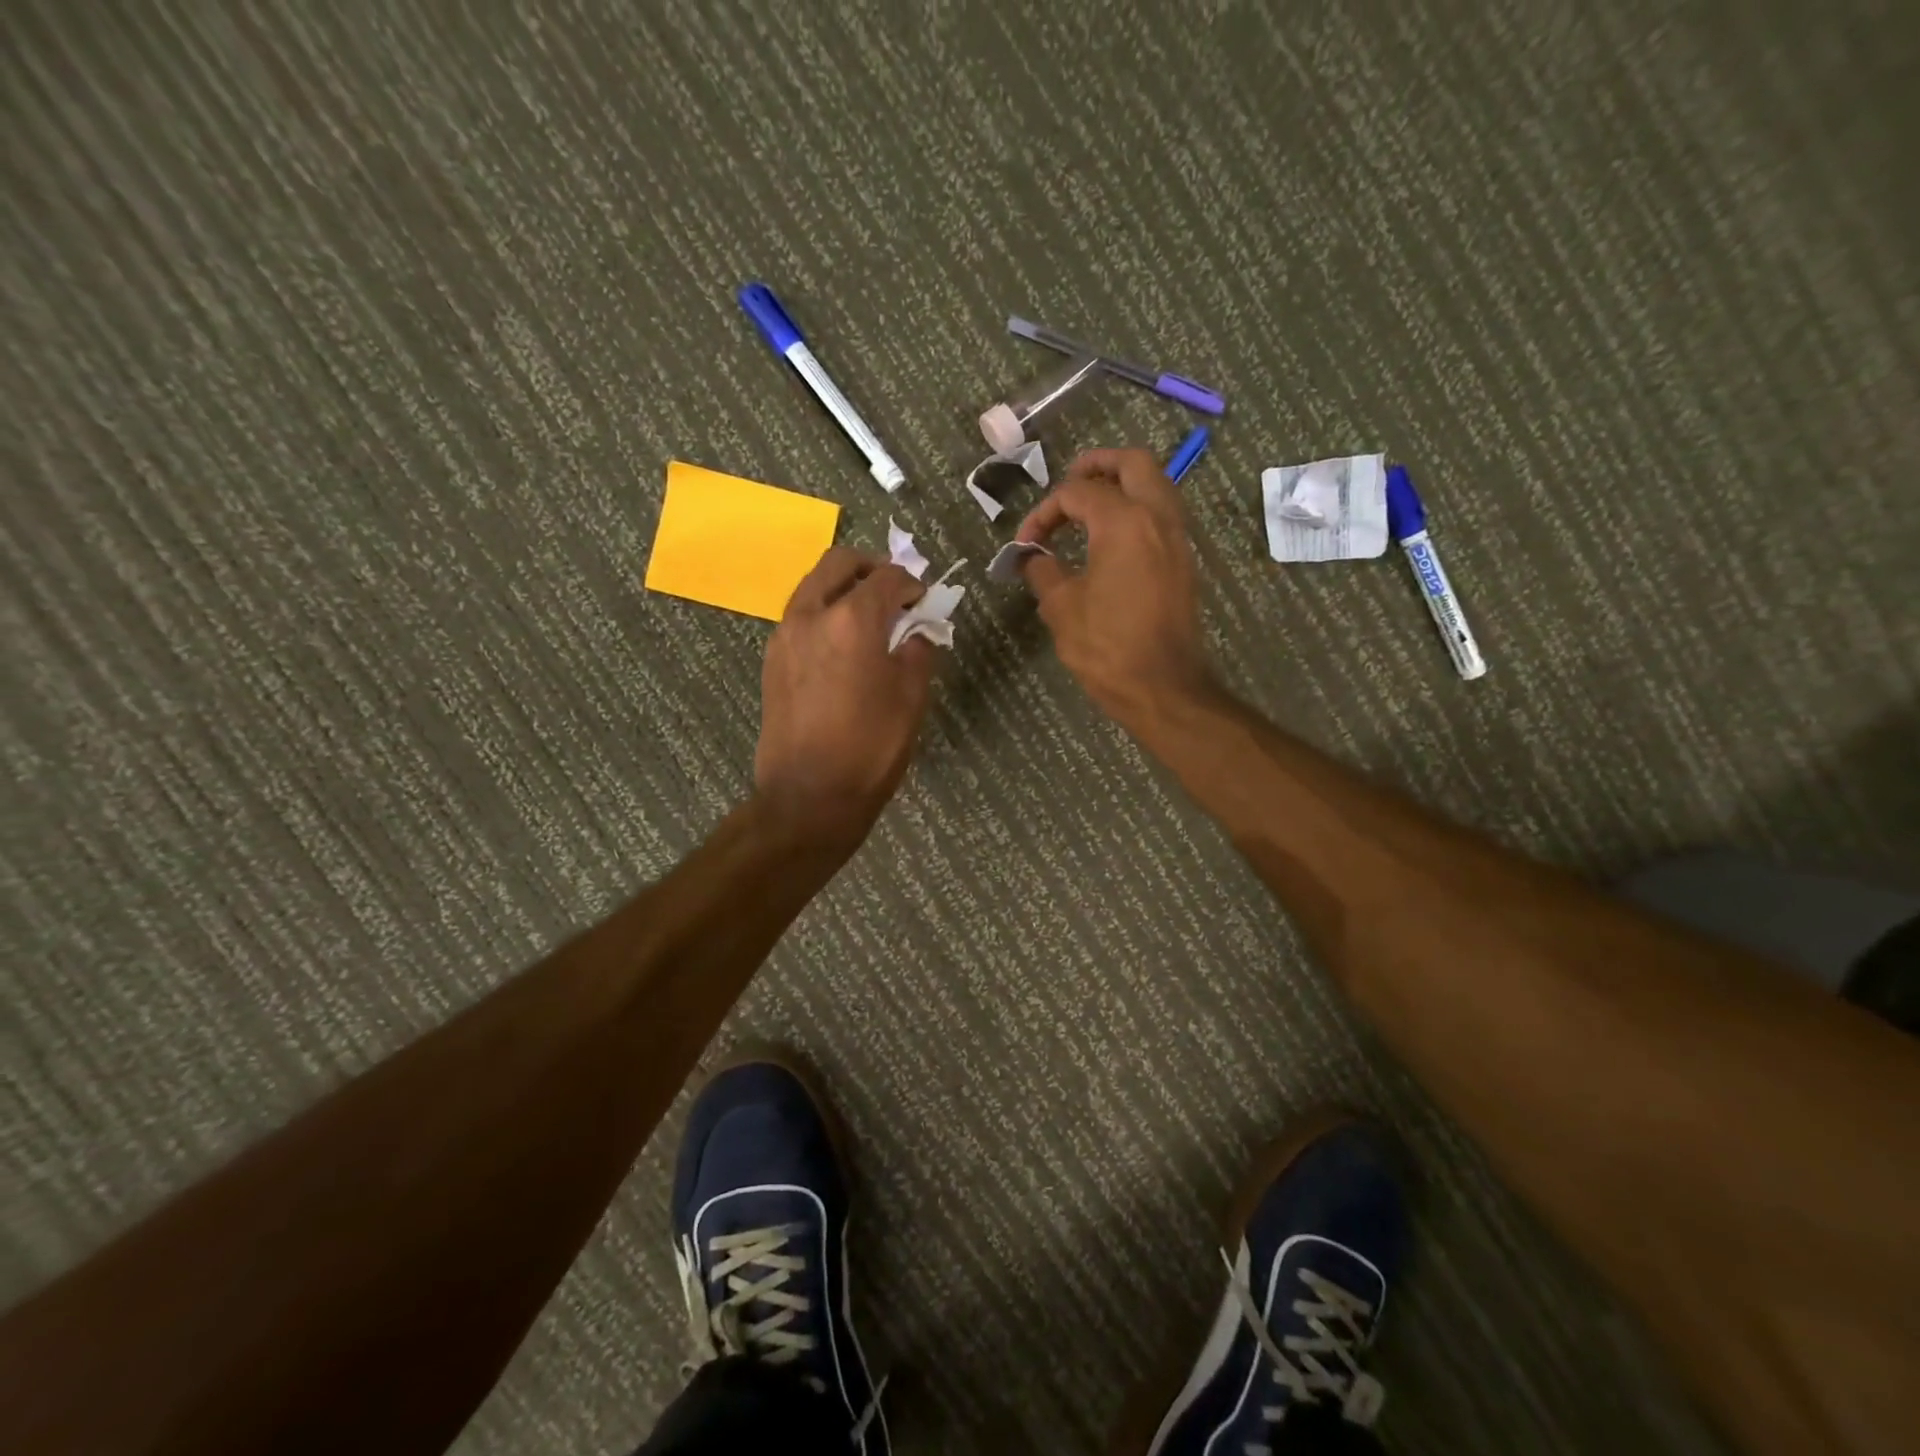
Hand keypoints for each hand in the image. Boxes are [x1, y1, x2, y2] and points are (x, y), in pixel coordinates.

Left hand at [755, 547, 935, 843]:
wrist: (809, 797)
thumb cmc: (870, 748)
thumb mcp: (911, 698)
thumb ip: (918, 651)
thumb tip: (915, 632)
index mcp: (851, 620)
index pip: (886, 578)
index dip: (911, 583)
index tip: (923, 601)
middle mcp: (810, 615)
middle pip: (839, 563)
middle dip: (870, 568)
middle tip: (893, 593)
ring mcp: (784, 636)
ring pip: (814, 587)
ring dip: (843, 589)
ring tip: (869, 621)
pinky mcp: (771, 660)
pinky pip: (800, 617)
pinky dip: (824, 614)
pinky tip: (843, 648)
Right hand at [1015, 448, 1211, 728]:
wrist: (1163, 687)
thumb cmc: (1108, 647)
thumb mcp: (1061, 608)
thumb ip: (1043, 571)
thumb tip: (1033, 557)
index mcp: (1124, 523)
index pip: (1078, 493)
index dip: (1044, 512)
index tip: (1025, 543)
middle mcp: (1158, 518)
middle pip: (1133, 464)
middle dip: (1098, 465)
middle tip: (1069, 483)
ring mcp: (1178, 540)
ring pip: (1156, 486)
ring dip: (1122, 486)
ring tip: (1088, 508)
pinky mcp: (1184, 563)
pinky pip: (1162, 515)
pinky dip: (1137, 511)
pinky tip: (1110, 539)